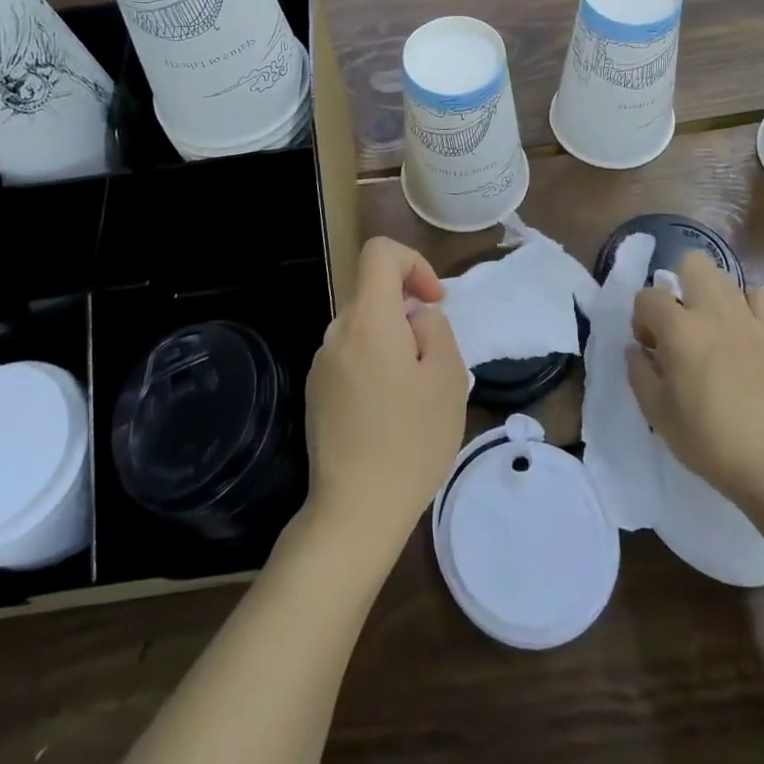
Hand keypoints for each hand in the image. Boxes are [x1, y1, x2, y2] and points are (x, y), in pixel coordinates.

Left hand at [303, 238, 466, 559]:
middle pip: (374, 294)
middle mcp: (337, 332)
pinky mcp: (316, 392)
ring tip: (414, 395)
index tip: (434, 302)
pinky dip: (375, 366)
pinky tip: (389, 414)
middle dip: (408, 313)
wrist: (355, 511)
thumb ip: (435, 328)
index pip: (379, 252)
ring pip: (364, 328)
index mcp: (368, 319)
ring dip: (393, 343)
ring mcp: (321, 364)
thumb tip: (415, 317)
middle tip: (433, 361)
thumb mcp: (446, 377)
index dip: (413, 263)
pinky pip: (351, 357)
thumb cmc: (410, 440)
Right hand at [626, 251, 763, 510]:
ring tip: (712, 328)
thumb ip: (639, 372)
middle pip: (693, 263)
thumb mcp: (656, 412)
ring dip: (712, 296)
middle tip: (680, 323)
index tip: (649, 348)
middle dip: (679, 284)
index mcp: (678, 330)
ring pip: (726, 277)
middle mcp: (713, 313)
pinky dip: (751, 307)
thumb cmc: (706, 439)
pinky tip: (745, 330)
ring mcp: (749, 320)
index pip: (647, 296)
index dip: (642, 319)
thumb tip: (637, 349)